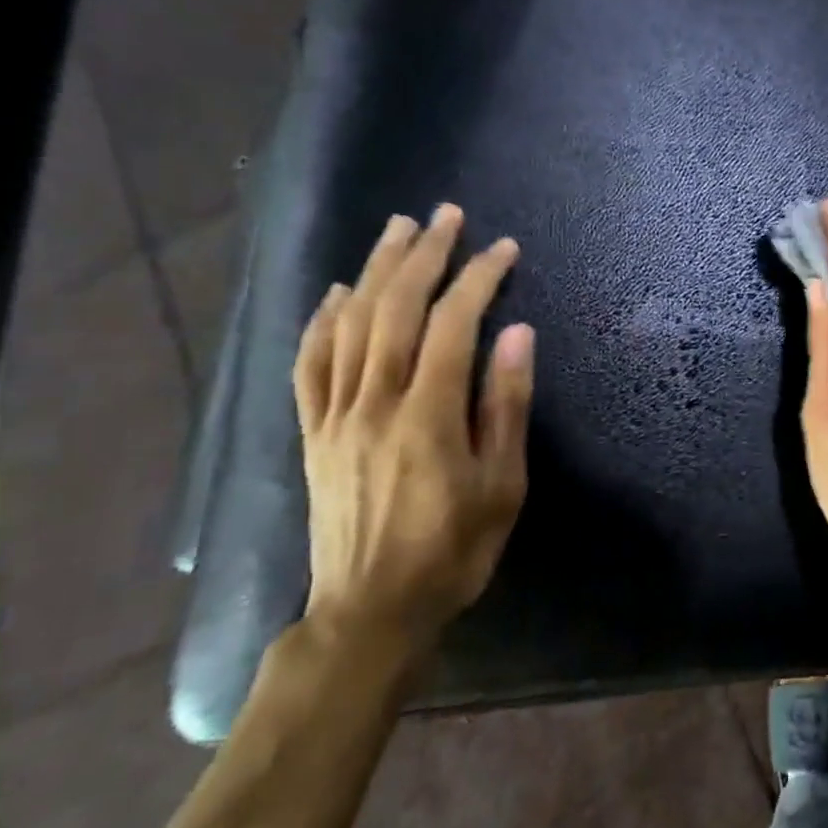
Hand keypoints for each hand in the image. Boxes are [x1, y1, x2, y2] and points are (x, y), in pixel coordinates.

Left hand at [293, 203, 535, 658]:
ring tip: (397, 231)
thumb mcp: (502, 484)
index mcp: (427, 415)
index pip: (453, 325)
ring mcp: (334, 416)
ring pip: (348, 325)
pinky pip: (309, 364)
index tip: (504, 248)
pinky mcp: (312, 433)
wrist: (371, 611)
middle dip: (422, 256)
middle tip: (446, 217)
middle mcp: (373, 403)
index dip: (478, 279)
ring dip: (374, 271)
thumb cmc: (454, 550)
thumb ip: (506, 404)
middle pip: (393, 310)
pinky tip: (334, 293)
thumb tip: (518, 334)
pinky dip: (321, 320)